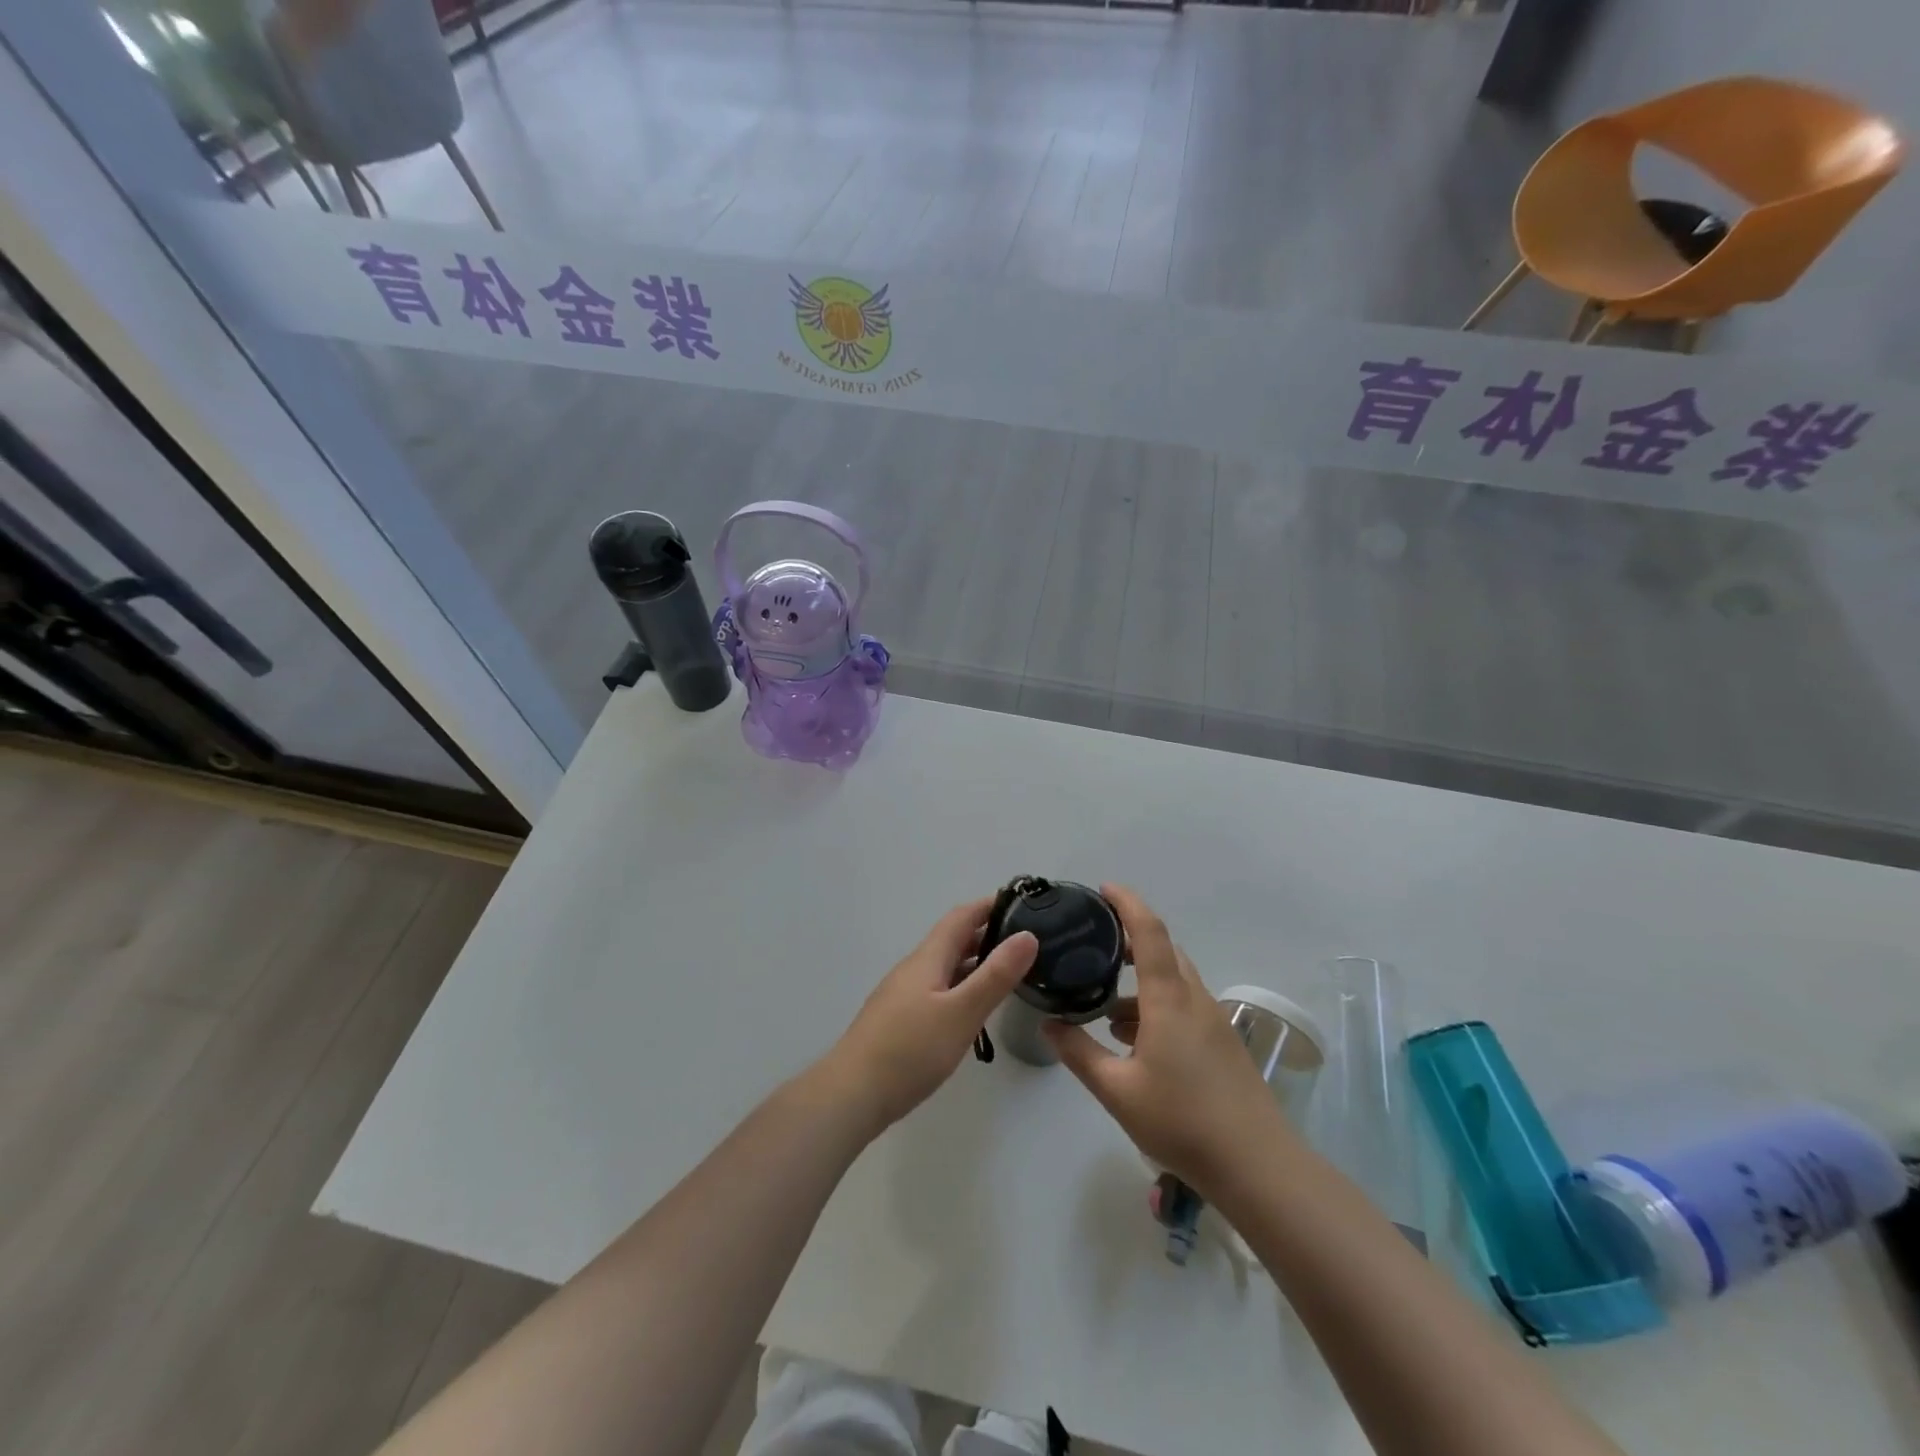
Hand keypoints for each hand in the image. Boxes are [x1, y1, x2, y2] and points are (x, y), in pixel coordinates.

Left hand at [822, 899, 1037, 1134]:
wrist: (850, 1095)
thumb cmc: (909, 1050)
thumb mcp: (961, 1012)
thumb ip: (995, 975)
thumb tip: (1027, 935)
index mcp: (928, 958)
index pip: (961, 917)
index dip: (989, 905)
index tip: (1022, 903)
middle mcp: (914, 969)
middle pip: (952, 940)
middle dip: (987, 933)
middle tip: (1025, 941)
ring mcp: (903, 996)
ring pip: (945, 968)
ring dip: (975, 962)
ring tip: (1009, 972)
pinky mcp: (900, 1021)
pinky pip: (938, 991)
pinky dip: (962, 988)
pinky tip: (974, 1009)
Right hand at [1043, 885, 1286, 1197]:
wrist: (1258, 1167)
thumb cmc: (1182, 1121)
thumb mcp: (1117, 1090)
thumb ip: (1079, 1053)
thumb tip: (1049, 1024)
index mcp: (1169, 999)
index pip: (1149, 932)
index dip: (1127, 903)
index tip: (1103, 889)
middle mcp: (1195, 999)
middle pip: (1164, 951)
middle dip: (1129, 940)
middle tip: (1093, 946)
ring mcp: (1213, 1022)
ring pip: (1173, 982)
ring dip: (1141, 982)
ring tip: (1104, 1007)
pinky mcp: (1222, 1044)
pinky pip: (1184, 1006)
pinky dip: (1155, 1006)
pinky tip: (1134, 1040)